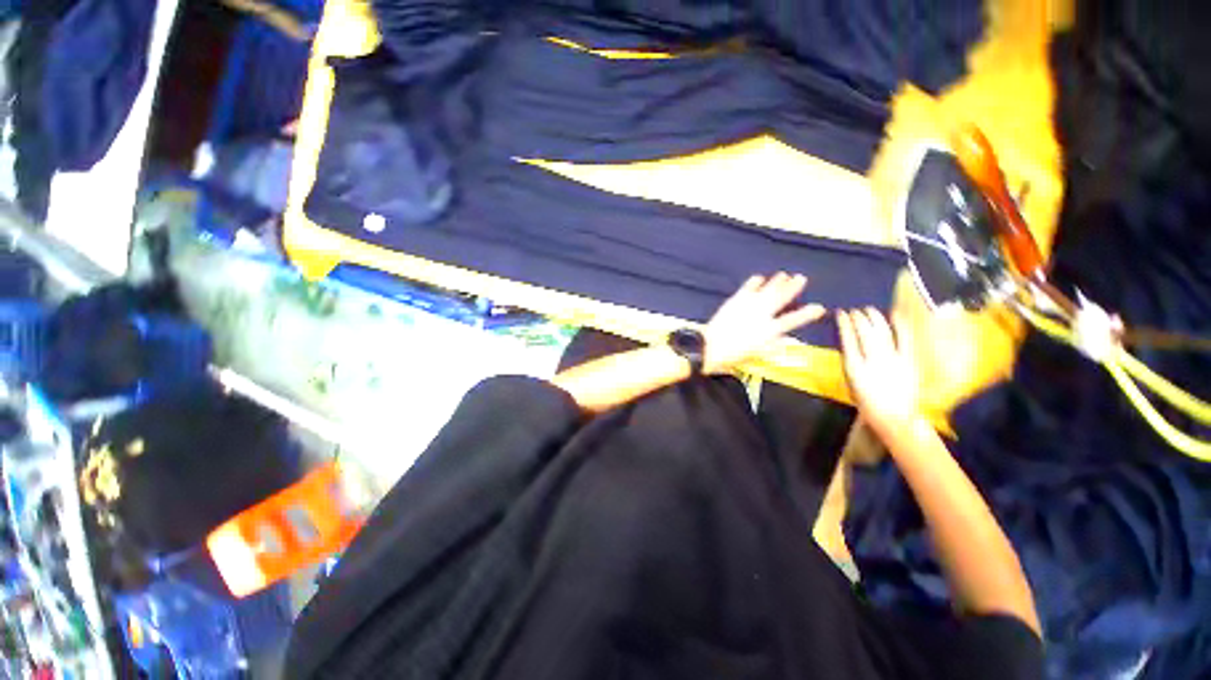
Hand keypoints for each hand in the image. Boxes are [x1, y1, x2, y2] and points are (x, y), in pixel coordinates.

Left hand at [702, 273, 824, 374]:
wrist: (710, 347)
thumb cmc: (733, 356)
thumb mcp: (757, 355)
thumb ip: (774, 346)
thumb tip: (790, 341)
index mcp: (769, 331)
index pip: (793, 321)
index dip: (807, 314)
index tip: (819, 308)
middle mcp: (762, 315)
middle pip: (780, 298)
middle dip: (792, 288)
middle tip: (801, 278)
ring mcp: (748, 306)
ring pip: (766, 290)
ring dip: (776, 282)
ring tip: (784, 274)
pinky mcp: (735, 301)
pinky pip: (747, 289)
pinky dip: (754, 283)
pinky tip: (759, 277)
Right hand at [838, 308, 920, 434]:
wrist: (895, 417)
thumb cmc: (867, 402)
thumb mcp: (851, 381)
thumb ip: (851, 361)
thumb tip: (850, 343)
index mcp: (854, 367)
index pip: (848, 339)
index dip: (844, 324)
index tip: (841, 314)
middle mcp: (873, 360)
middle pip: (864, 333)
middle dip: (858, 318)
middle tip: (854, 311)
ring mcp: (893, 359)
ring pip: (882, 333)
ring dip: (874, 319)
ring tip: (868, 310)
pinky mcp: (909, 361)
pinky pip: (904, 338)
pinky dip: (899, 325)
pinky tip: (894, 315)